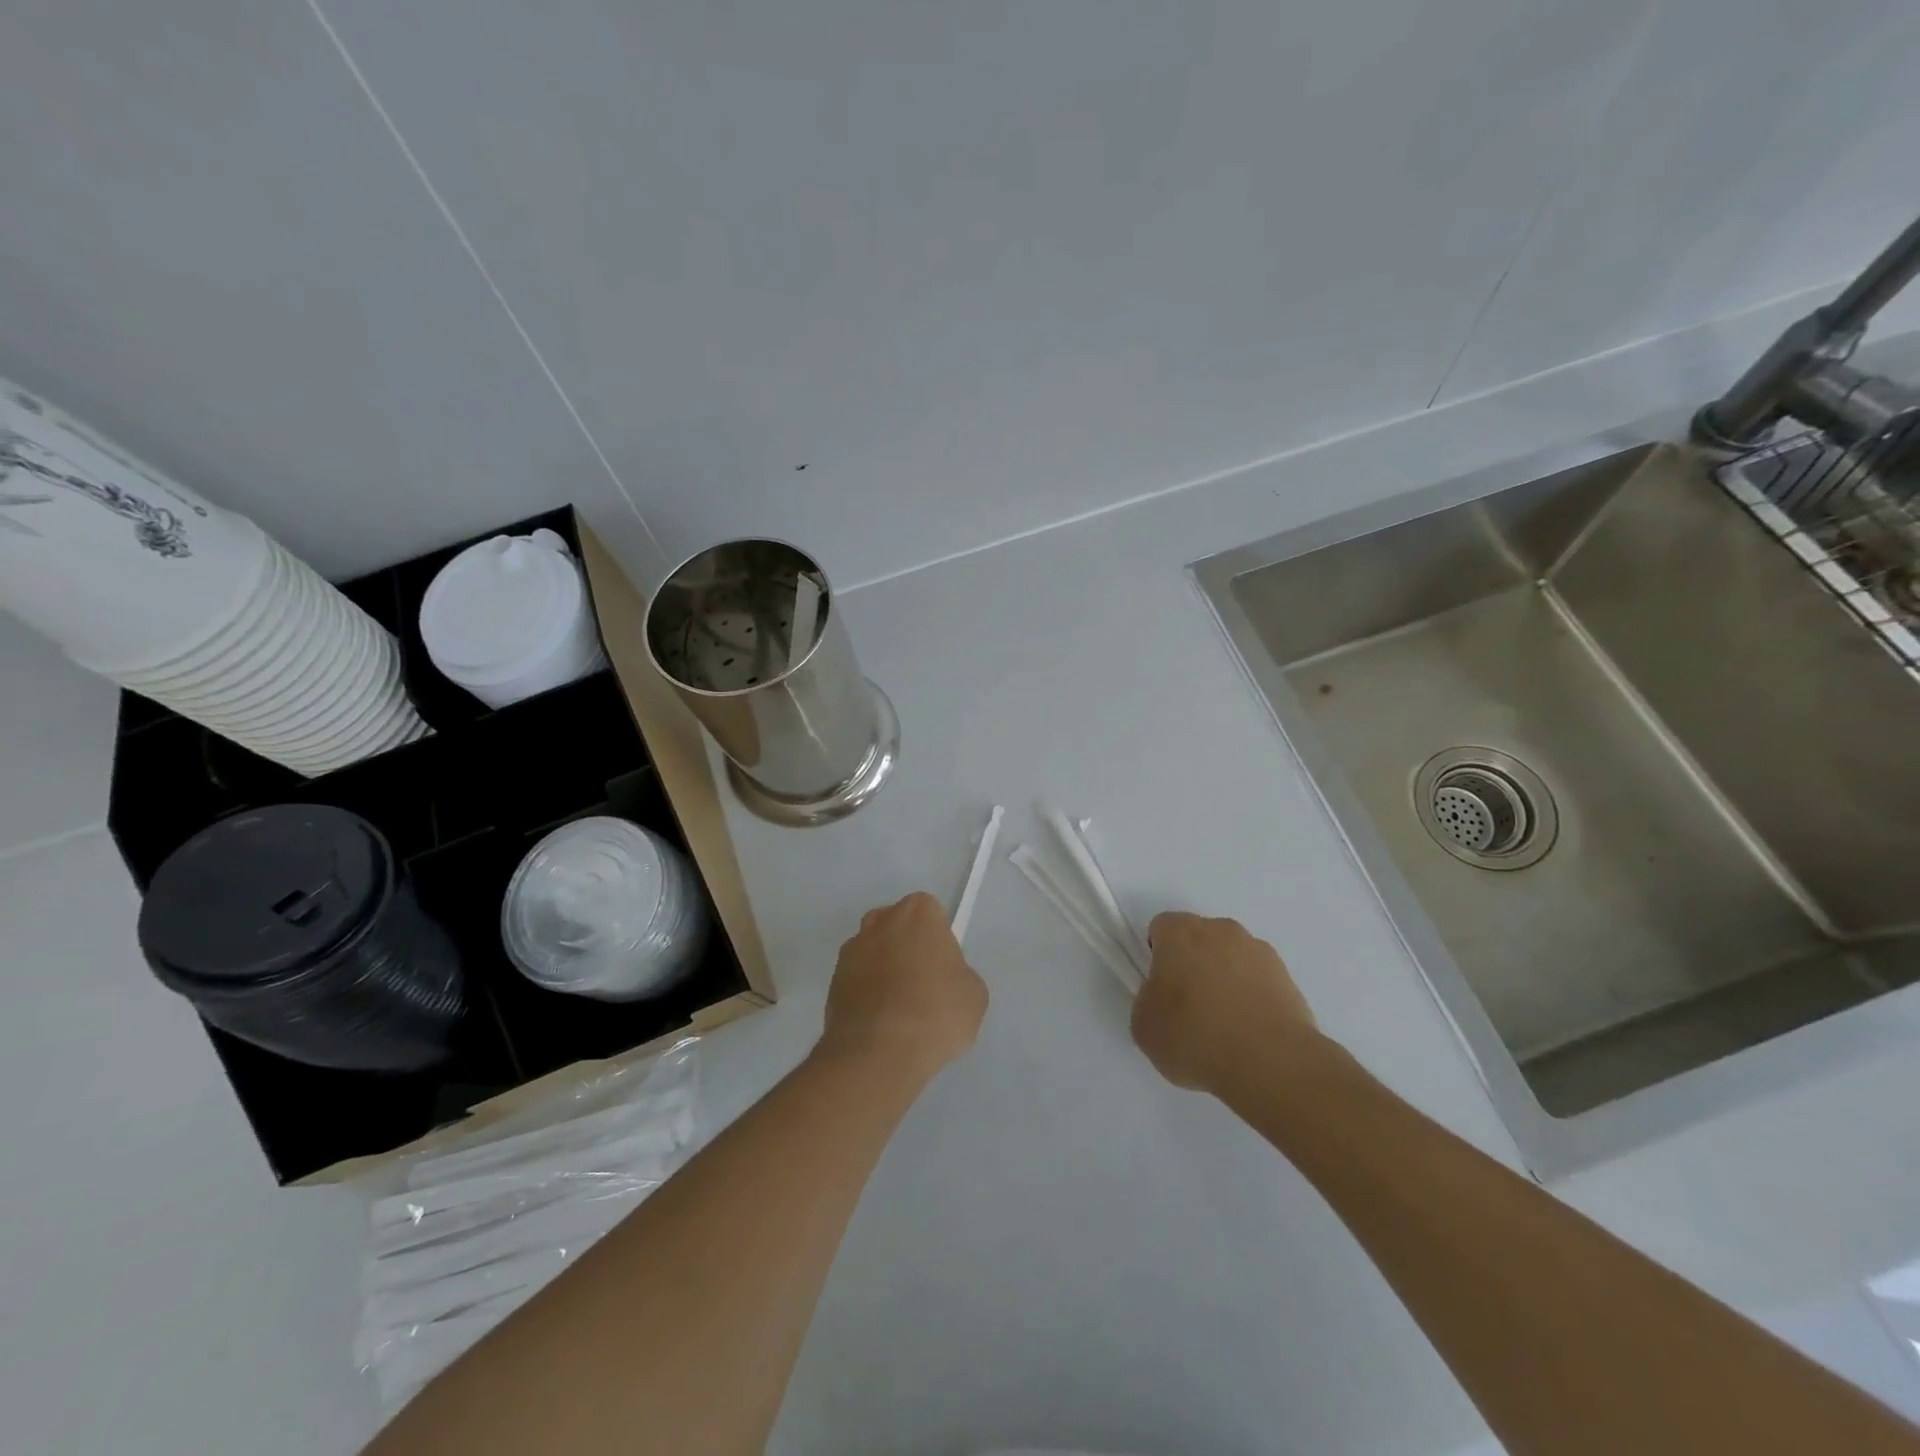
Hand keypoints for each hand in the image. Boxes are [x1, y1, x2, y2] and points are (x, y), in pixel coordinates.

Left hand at [819, 892, 987, 1079]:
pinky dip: (866, 994)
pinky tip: (880, 1024)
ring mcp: (851, 950)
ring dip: (883, 970)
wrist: (878, 1053)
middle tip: (923, 986)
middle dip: (907, 947)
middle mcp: (880, 921)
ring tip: (899, 1010)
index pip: (931, 913)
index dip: (938, 940)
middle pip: (897, 926)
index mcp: (918, 913)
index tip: (944, 968)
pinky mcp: (832, 981)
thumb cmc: (936, 1013)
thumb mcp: (974, 994)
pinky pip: (856, 980)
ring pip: (873, 952)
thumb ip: (959, 974)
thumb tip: (944, 981)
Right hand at [1131, 912, 1318, 1092]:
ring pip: (1231, 958)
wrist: (1271, 1063)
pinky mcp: (1288, 978)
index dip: (1157, 958)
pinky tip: (1249, 1035)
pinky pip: (1259, 981)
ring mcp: (1259, 951)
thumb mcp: (1144, 1026)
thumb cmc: (1194, 1036)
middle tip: (1188, 1010)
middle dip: (1192, 965)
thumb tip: (1163, 1000)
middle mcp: (1221, 930)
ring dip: (1225, 980)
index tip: (1160, 991)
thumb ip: (1147, 1001)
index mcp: (1180, 932)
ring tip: (1224, 1028)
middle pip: (1199, 939)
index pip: (1161, 929)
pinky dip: (1252, 999)